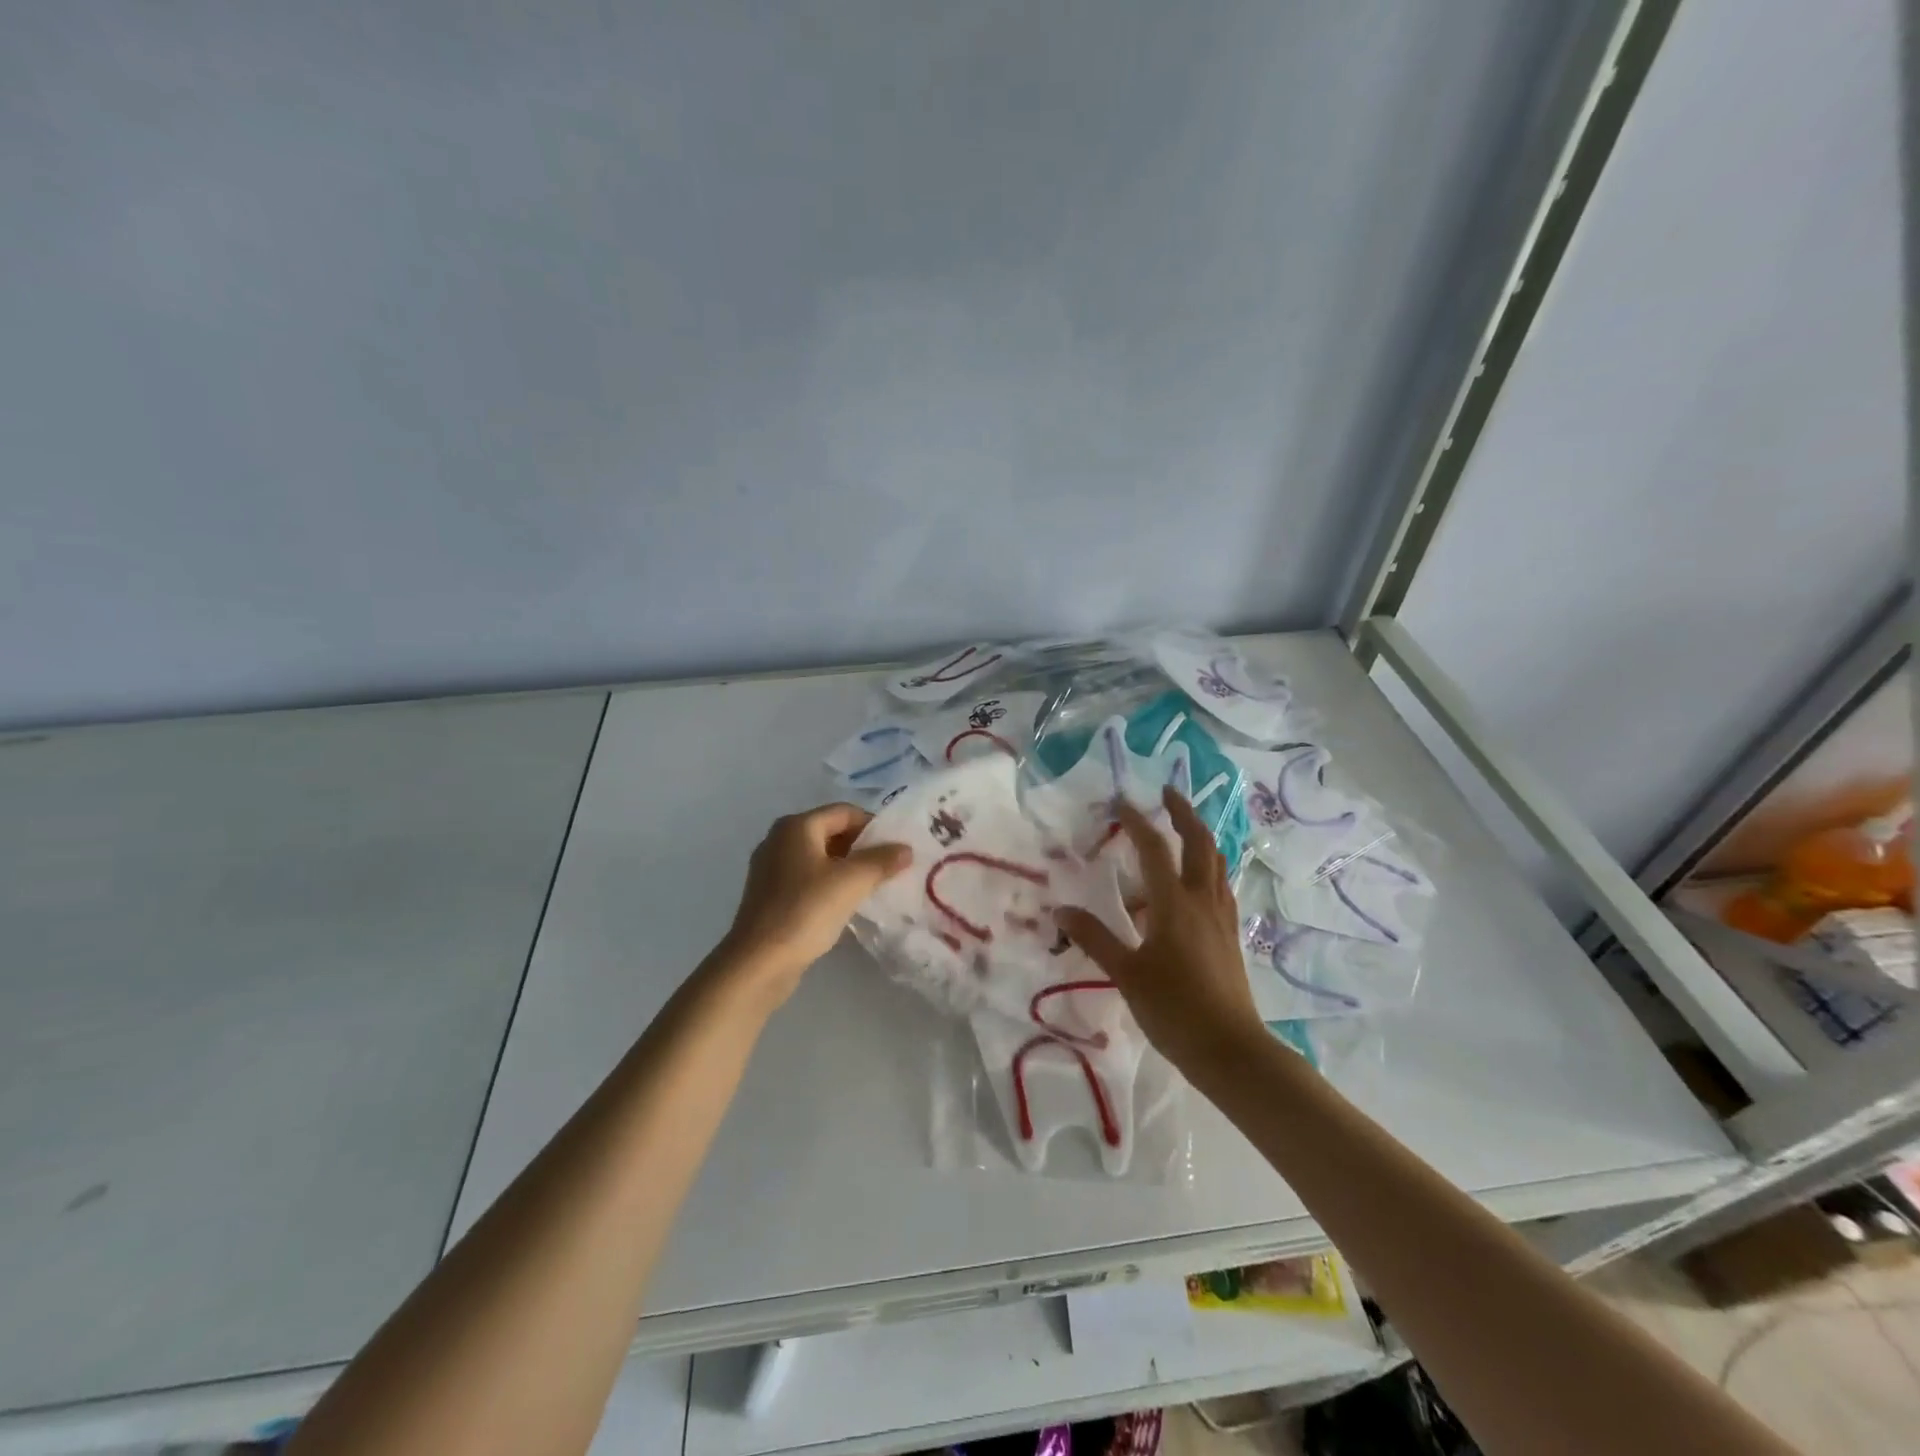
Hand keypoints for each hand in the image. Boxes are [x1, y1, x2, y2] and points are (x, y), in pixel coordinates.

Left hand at [717, 803, 911, 1005]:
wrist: (758, 962)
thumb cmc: (805, 910)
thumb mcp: (851, 882)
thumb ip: (882, 860)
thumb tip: (906, 848)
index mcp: (796, 826)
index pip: (845, 812)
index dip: (874, 826)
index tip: (896, 848)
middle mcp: (779, 839)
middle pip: (831, 832)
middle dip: (861, 848)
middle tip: (888, 868)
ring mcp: (770, 867)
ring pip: (819, 857)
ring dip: (846, 867)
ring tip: (872, 886)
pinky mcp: (768, 894)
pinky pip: (807, 878)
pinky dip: (828, 884)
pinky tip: (844, 904)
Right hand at [1056, 787, 1263, 1073]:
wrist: (1230, 1049)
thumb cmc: (1174, 1009)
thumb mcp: (1126, 973)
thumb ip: (1095, 938)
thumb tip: (1061, 910)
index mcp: (1174, 903)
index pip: (1154, 849)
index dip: (1136, 822)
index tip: (1120, 802)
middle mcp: (1202, 900)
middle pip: (1199, 842)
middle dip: (1184, 813)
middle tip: (1167, 794)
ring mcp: (1221, 916)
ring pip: (1215, 862)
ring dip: (1200, 836)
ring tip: (1183, 828)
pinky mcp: (1230, 934)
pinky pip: (1220, 885)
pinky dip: (1208, 867)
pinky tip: (1197, 880)